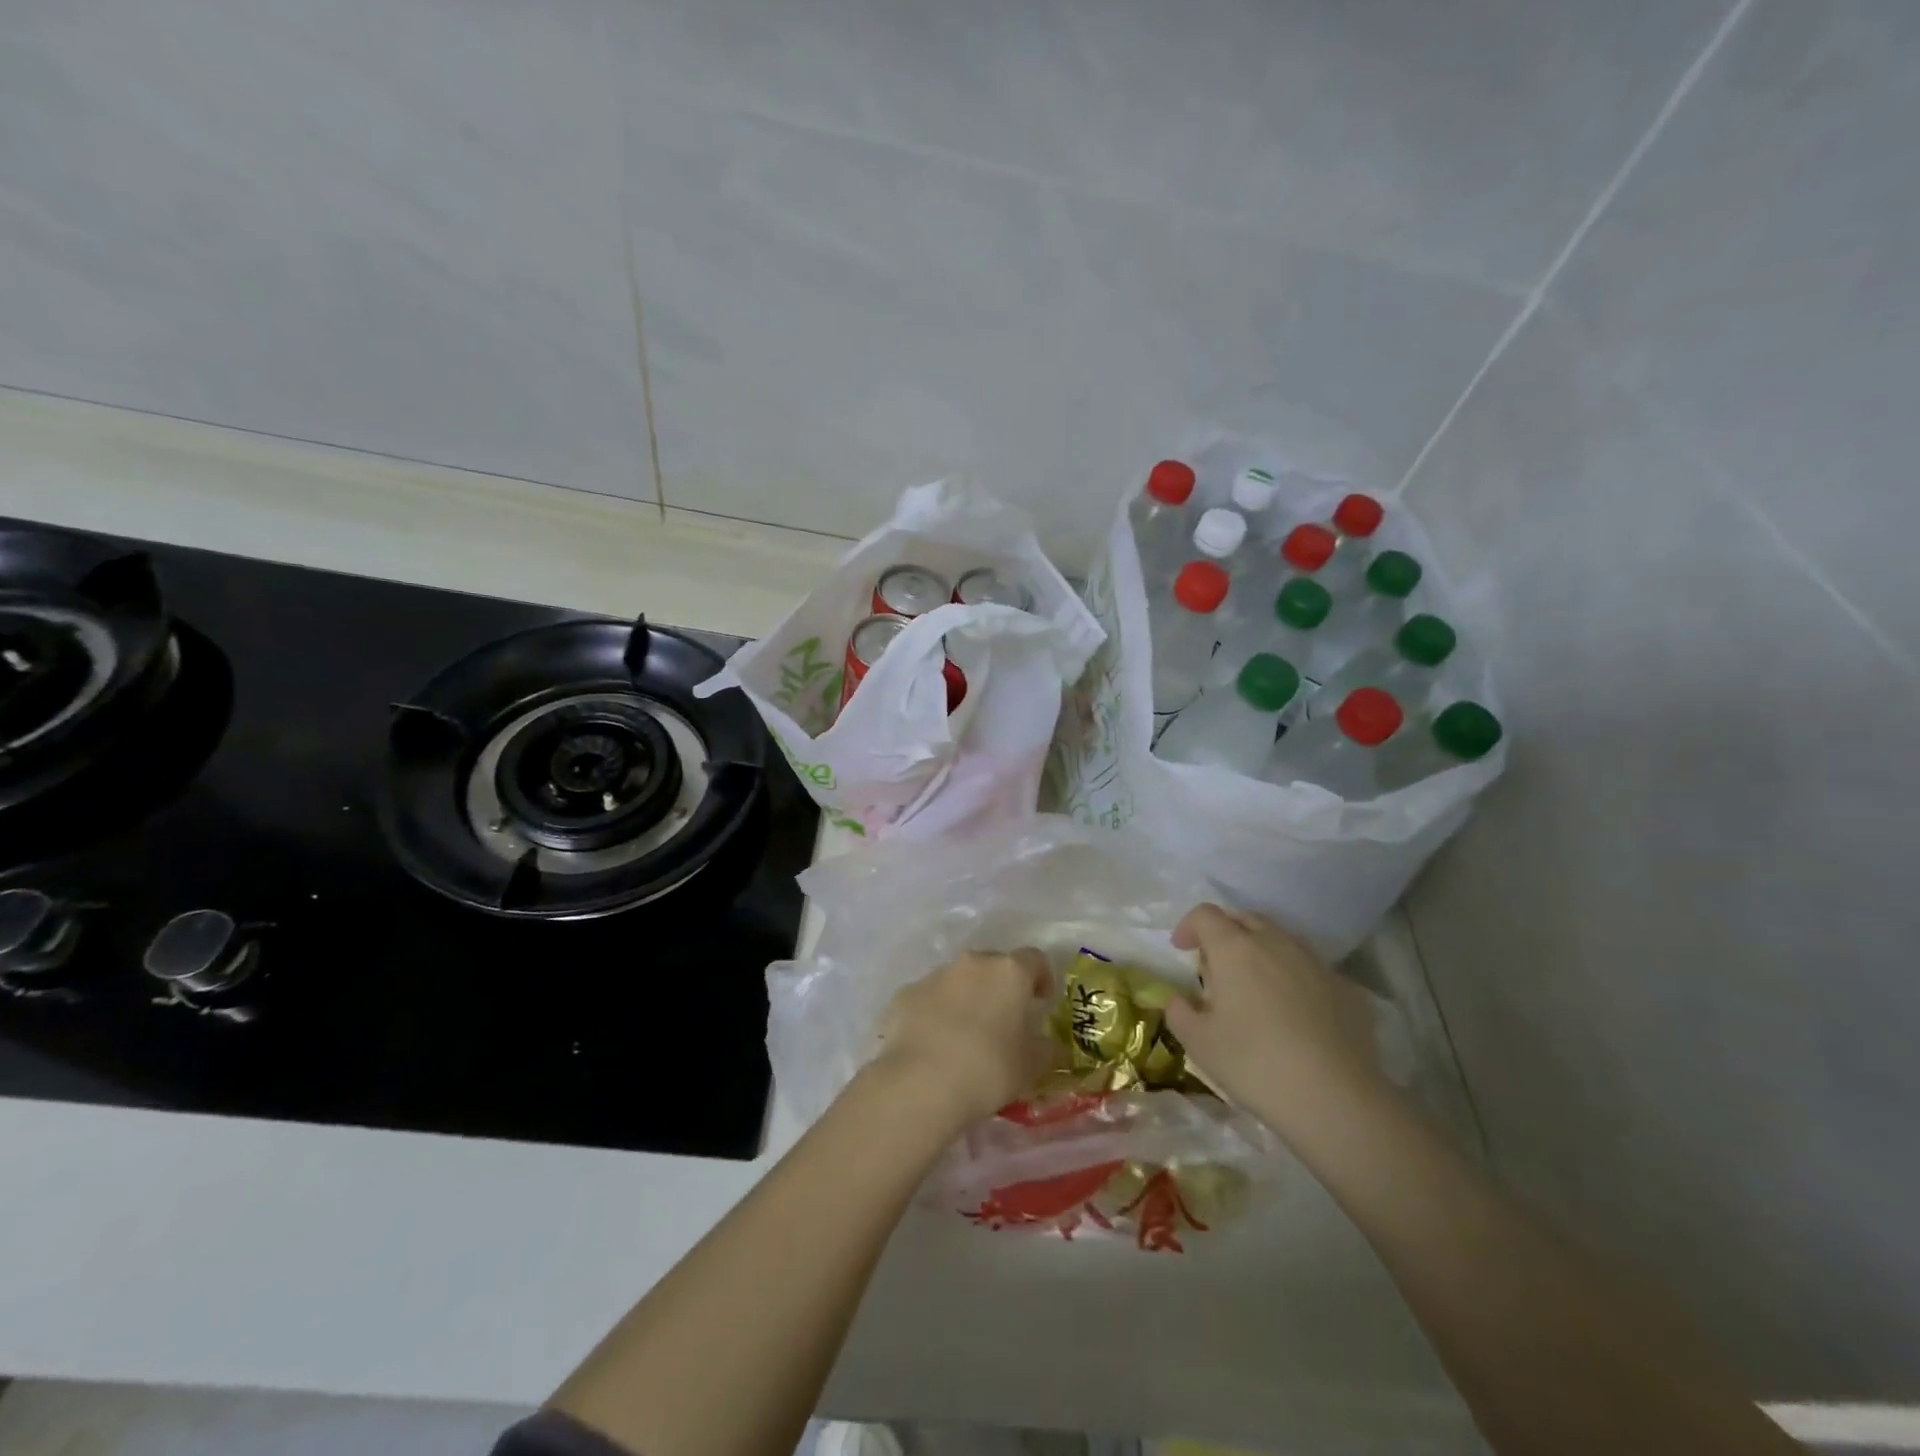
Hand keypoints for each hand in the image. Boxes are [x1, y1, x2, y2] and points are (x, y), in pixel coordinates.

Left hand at [870, 949, 1055, 1128]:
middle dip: (1001, 988)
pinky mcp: (905, 994)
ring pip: (959, 980)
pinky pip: (929, 998)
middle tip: (1004, 1021)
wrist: (920, 1083)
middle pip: (993, 965)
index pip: (1034, 959)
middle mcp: (972, 963)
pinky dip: (936, 1012)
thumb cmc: (988, 1070)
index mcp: (1009, 972)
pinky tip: (934, 1044)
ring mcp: (935, 975)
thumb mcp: (1030, 1066)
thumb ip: (1044, 1049)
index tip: (1041, 1002)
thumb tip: (1047, 1044)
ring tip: (965, 1036)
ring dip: (966, 998)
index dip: (1041, 978)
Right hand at [1165, 904, 1388, 1144]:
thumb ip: (1179, 1013)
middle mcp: (1276, 943)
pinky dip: (1296, 979)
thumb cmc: (1254, 1063)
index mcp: (1234, 948)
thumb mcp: (1199, 1043)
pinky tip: (1297, 1015)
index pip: (1205, 915)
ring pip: (1282, 941)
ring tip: (1257, 989)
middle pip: (1245, 919)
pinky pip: (1312, 970)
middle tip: (1217, 967)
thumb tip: (1179, 1000)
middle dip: (1226, 933)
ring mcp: (1316, 963)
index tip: (1181, 950)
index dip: (1189, 926)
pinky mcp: (1347, 989)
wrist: (1336, 1099)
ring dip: (1263, 953)